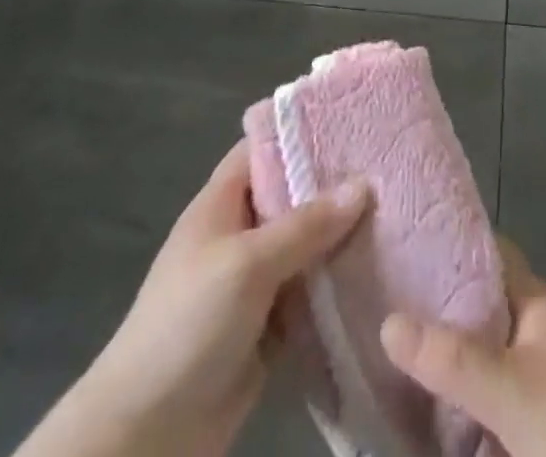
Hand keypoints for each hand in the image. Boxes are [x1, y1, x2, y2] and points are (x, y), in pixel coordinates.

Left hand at [15, 143, 368, 456]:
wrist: (147, 435)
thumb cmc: (188, 324)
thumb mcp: (247, 262)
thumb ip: (305, 224)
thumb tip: (363, 185)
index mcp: (222, 202)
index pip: (264, 148)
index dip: (302, 131)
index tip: (353, 120)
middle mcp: (240, 234)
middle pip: (292, 196)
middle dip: (334, 185)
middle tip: (389, 167)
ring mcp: (254, 282)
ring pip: (306, 246)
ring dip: (342, 238)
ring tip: (399, 212)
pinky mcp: (268, 327)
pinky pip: (310, 294)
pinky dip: (337, 286)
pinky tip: (381, 271)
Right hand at [379, 243, 545, 456]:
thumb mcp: (509, 389)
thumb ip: (451, 360)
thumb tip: (387, 321)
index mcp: (534, 301)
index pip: (488, 252)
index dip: (449, 243)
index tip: (404, 242)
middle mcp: (537, 328)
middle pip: (480, 305)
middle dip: (439, 308)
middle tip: (385, 303)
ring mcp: (541, 375)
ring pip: (485, 353)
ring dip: (450, 358)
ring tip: (395, 357)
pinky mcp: (541, 420)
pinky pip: (494, 396)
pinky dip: (466, 400)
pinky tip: (434, 412)